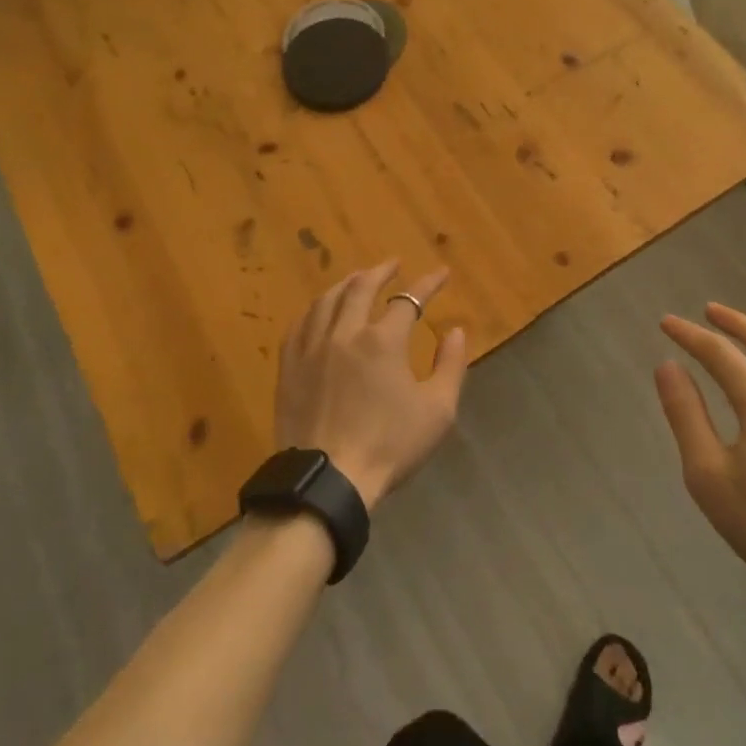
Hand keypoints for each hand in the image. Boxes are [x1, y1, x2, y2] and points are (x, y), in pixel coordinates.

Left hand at [274, 261, 468, 511]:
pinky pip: (300, 324)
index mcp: (382, 341)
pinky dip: (315, 310)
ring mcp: (312, 348)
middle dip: (381, 272)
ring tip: (357, 279)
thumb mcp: (437, 410)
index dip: (428, 284)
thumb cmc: (389, 446)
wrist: (328, 480)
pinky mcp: (290, 367)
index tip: (441, 274)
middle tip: (393, 265)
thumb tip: (455, 331)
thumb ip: (450, 365)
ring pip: (327, 300)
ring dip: (346, 284)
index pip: (408, 300)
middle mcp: (344, 333)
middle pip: (361, 288)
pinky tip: (320, 311)